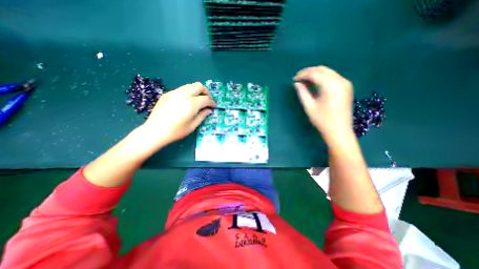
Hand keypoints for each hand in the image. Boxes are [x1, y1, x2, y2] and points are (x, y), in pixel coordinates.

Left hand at [141, 82, 216, 146]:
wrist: (154, 131)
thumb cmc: (176, 131)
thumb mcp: (193, 126)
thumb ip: (203, 116)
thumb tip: (209, 110)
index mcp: (191, 103)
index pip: (206, 98)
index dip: (212, 102)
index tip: (213, 106)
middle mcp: (184, 94)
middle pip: (199, 86)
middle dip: (205, 92)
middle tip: (206, 100)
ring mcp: (174, 92)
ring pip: (190, 85)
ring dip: (196, 91)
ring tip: (197, 100)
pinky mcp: (168, 93)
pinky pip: (181, 89)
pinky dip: (188, 93)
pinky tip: (185, 102)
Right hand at [294, 65, 352, 141]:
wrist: (339, 131)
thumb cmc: (322, 120)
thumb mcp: (309, 106)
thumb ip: (302, 93)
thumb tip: (296, 83)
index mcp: (331, 85)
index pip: (315, 73)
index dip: (303, 74)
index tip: (294, 79)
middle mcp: (340, 80)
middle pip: (322, 69)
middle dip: (309, 72)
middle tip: (298, 79)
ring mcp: (345, 83)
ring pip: (328, 72)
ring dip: (315, 75)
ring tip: (304, 82)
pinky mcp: (346, 87)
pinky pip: (332, 77)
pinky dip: (322, 78)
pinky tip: (314, 85)